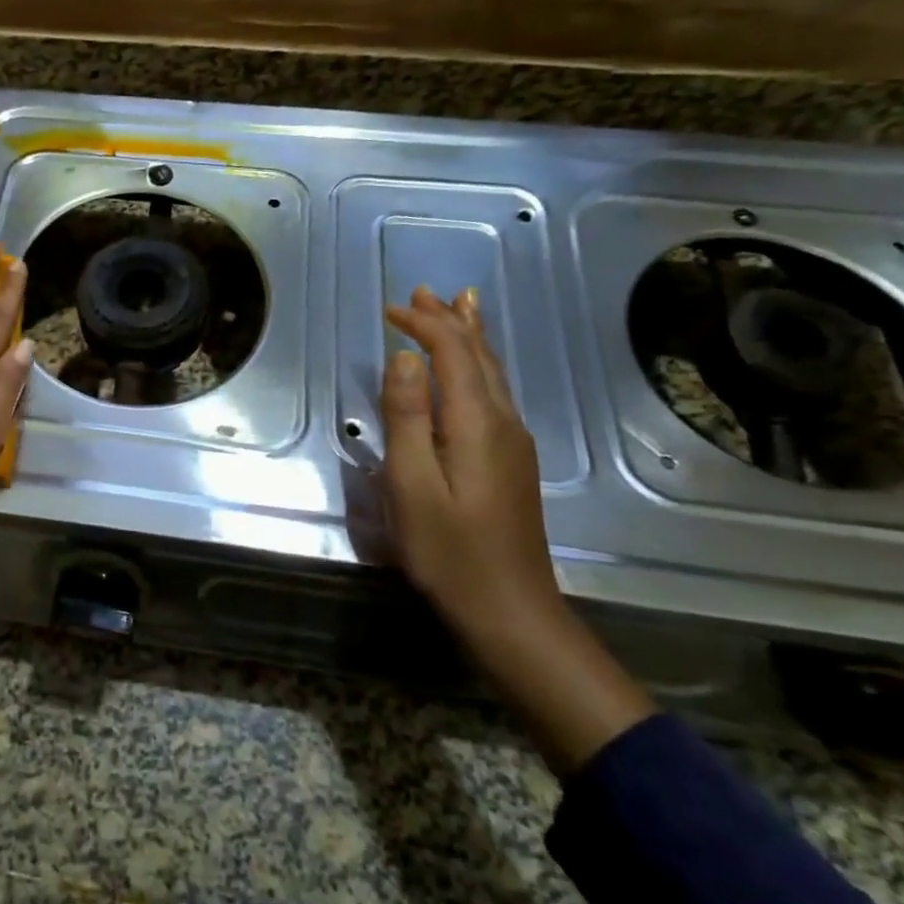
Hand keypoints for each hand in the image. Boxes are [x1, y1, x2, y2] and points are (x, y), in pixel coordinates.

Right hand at [380, 286, 561, 644]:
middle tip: (424, 291)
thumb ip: (407, 416)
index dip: (423, 325)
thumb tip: (405, 357)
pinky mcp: (512, 462)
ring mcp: (514, 443)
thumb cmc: (449, 550)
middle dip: (451, 320)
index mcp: (477, 422)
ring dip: (469, 338)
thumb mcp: (412, 484)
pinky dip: (477, 366)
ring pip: (493, 374)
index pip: (452, 353)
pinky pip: (494, 394)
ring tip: (457, 308)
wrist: (510, 612)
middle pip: (480, 356)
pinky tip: (471, 371)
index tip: (389, 309)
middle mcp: (504, 422)